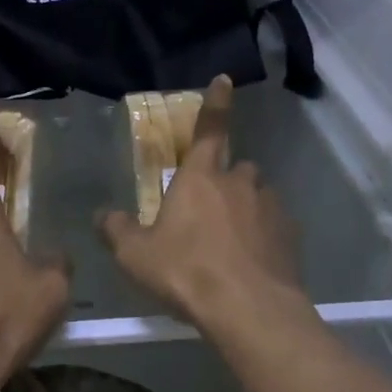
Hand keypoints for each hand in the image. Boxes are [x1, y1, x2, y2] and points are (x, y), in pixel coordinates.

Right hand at [99, 76, 305, 335]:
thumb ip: (116, 231)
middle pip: (235, 168)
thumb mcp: (136, 256)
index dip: (215, 103)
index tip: (225, 80)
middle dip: (225, 180)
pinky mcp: (290, 236)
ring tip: (232, 242)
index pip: (209, 129)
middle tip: (209, 211)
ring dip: (246, 208)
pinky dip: (265, 236)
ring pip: (258, 196)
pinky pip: (275, 226)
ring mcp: (269, 207)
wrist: (249, 311)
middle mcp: (239, 183)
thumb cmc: (187, 272)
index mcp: (201, 177)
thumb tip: (101, 215)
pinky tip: (253, 263)